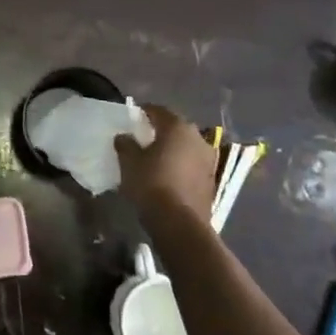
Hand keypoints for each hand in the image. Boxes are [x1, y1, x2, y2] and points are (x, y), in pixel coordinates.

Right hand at [114, 105, 216, 228]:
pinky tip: (168, 175)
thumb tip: (124, 136)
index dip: (144, 112)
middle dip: (160, 131)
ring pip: (186, 147)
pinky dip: (181, 166)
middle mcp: (197, 138)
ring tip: (156, 158)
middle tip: (143, 137)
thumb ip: (126, 144)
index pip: (158, 111)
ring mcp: (208, 160)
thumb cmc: (152, 184)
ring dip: (173, 149)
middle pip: (175, 128)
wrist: (180, 224)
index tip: (132, 117)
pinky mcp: (211, 180)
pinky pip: (192, 165)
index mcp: (177, 127)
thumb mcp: (129, 162)